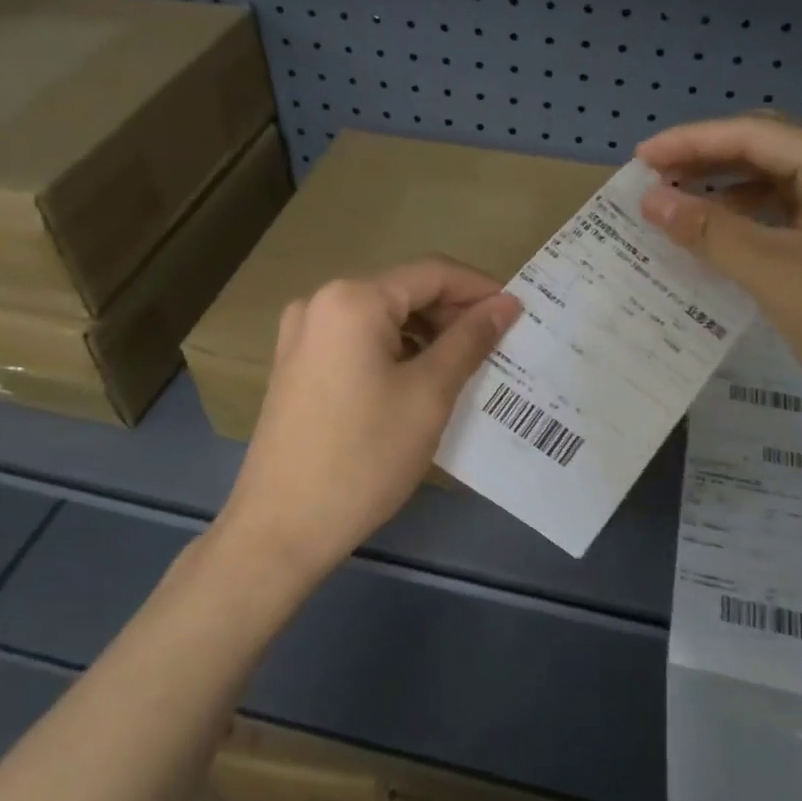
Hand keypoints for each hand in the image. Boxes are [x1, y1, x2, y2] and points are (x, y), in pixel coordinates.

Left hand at [218, 256, 521, 585]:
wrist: (282, 527)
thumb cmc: (365, 456)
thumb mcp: (429, 394)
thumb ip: (470, 340)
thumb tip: (505, 304)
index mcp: (353, 299)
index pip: (432, 273)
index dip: (480, 289)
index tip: (519, 314)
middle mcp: (320, 302)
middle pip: (404, 291)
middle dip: (453, 314)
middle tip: (496, 347)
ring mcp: (302, 333)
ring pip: (381, 317)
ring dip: (425, 334)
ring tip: (464, 367)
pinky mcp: (296, 364)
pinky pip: (357, 340)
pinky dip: (395, 351)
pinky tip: (419, 381)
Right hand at [636, 116, 801, 446]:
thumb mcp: (772, 273)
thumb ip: (709, 231)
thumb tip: (650, 200)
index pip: (756, 134)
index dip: (692, 141)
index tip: (641, 157)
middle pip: (767, 150)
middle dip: (707, 159)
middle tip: (653, 177)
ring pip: (775, 181)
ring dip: (724, 188)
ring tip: (674, 202)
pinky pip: (786, 212)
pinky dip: (747, 217)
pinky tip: (715, 232)